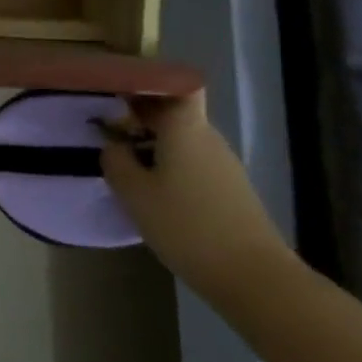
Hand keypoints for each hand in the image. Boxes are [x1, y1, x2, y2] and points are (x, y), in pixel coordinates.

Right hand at [99, 91, 294, 303]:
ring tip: (124, 166)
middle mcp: (207, 137)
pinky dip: (170, 167)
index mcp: (185, 127)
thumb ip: (115, 160)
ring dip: (153, 145)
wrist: (253, 278)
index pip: (174, 84)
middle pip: (173, 112)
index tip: (117, 93)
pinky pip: (192, 163)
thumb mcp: (133, 193)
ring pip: (182, 139)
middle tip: (108, 133)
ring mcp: (223, 164)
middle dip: (140, 117)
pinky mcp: (230, 190)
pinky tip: (152, 193)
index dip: (147, 83)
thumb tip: (113, 145)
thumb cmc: (186, 225)